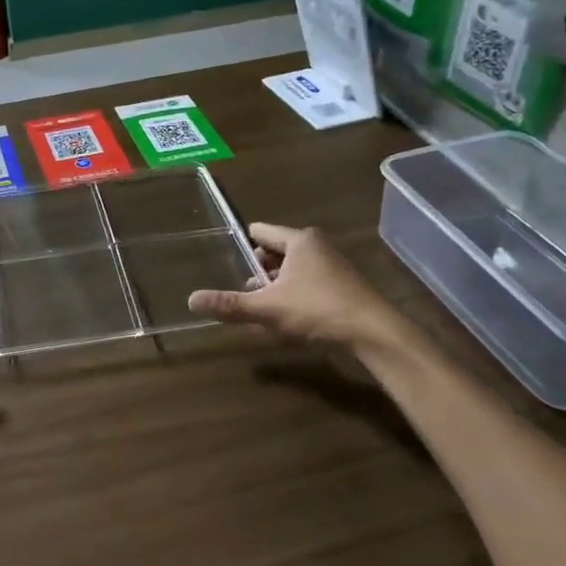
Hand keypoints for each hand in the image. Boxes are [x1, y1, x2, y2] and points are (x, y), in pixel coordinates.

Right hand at [188, 223, 402, 348]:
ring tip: (262, 308)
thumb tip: (190, 299)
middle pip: (276, 251)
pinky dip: (295, 294)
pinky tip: (288, 318)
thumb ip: (230, 305)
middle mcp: (317, 245)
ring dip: (276, 285)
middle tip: (245, 293)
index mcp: (299, 240)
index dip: (242, 246)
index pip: (260, 232)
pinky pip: (309, 281)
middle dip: (259, 271)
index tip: (226, 261)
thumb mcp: (268, 309)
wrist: (375, 334)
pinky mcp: (344, 285)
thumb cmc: (318, 310)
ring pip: (293, 268)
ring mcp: (334, 265)